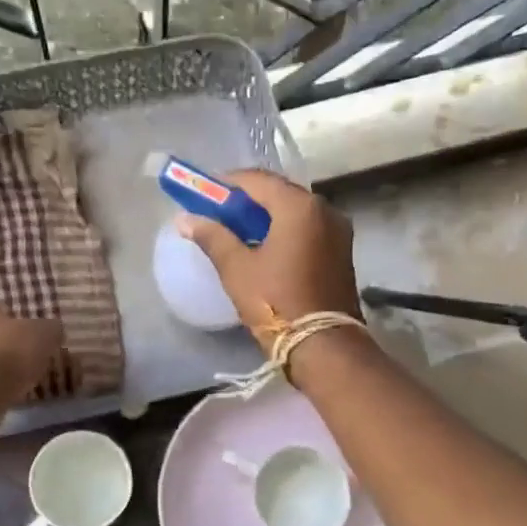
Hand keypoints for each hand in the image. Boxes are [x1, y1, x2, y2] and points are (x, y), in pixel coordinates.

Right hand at [176, 169, 359, 346]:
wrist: (324, 345)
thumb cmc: (276, 302)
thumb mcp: (237, 268)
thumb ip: (212, 236)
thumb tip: (185, 218)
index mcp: (299, 207)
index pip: (258, 179)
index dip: (228, 182)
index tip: (204, 192)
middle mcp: (324, 210)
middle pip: (279, 192)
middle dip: (247, 199)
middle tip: (218, 211)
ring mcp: (337, 231)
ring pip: (294, 211)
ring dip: (266, 215)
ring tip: (236, 230)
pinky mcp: (341, 251)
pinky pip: (307, 228)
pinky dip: (284, 229)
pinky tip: (263, 245)